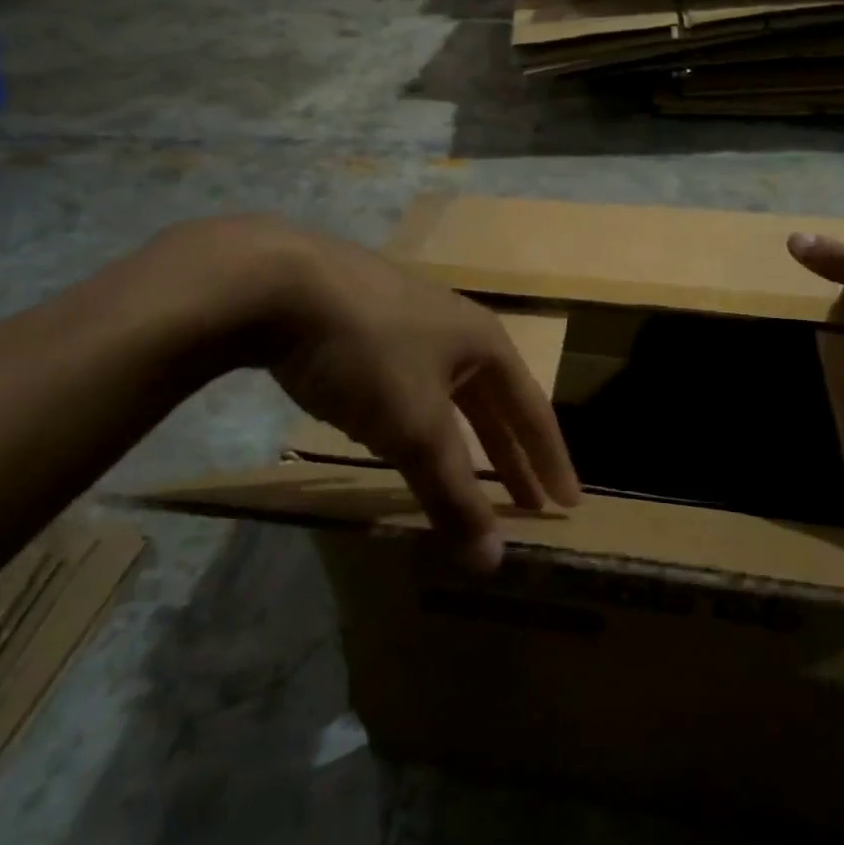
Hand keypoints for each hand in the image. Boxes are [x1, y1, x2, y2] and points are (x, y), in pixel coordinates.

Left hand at [247, 224, 579, 571]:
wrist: (277, 282)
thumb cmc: (368, 351)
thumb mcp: (415, 428)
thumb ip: (453, 494)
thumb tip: (492, 563)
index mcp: (484, 344)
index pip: (532, 412)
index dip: (550, 461)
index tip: (566, 503)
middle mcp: (454, 327)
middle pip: (492, 402)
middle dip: (509, 455)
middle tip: (526, 503)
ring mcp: (406, 321)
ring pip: (446, 393)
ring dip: (461, 438)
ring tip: (465, 473)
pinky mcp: (362, 323)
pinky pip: (407, 383)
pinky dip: (418, 419)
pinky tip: (401, 431)